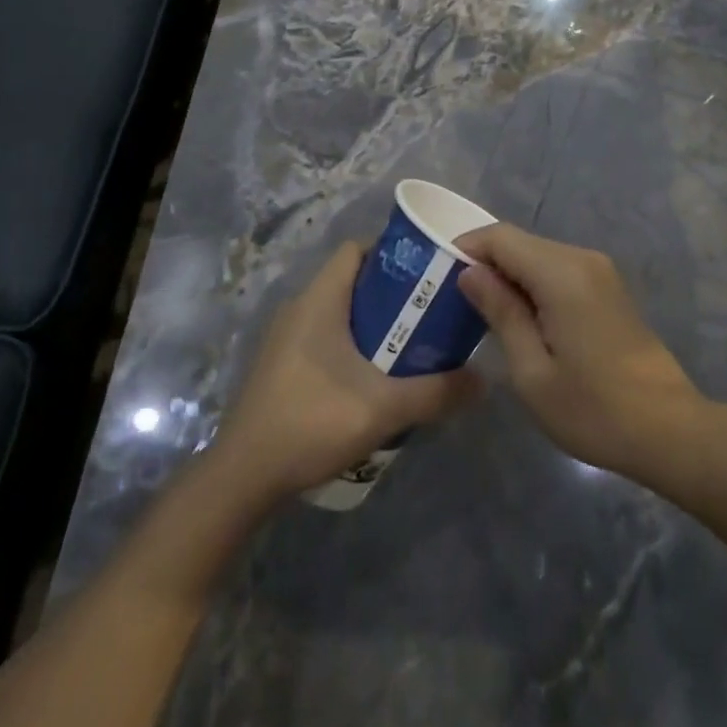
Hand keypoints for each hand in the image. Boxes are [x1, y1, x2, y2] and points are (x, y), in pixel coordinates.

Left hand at [207, 242, 481, 508]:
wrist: (242, 477)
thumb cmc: (311, 422)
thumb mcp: (384, 408)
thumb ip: (437, 392)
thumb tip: (484, 380)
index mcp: (320, 299)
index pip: (356, 249)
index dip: (391, 253)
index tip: (425, 273)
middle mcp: (299, 307)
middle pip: (351, 280)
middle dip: (390, 293)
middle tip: (427, 314)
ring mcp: (285, 338)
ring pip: (337, 312)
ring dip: (371, 323)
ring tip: (407, 346)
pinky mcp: (279, 366)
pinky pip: (322, 337)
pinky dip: (349, 345)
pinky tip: (371, 379)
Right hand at [457, 224, 709, 491]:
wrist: (669, 430)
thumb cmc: (593, 409)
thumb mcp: (532, 371)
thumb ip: (500, 313)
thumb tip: (470, 273)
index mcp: (561, 273)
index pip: (500, 237)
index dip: (466, 248)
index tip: (438, 277)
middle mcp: (582, 259)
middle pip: (520, 243)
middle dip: (485, 264)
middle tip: (454, 302)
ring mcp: (600, 271)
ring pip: (539, 256)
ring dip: (509, 276)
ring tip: (482, 314)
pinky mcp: (608, 289)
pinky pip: (559, 271)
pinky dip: (533, 285)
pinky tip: (521, 320)